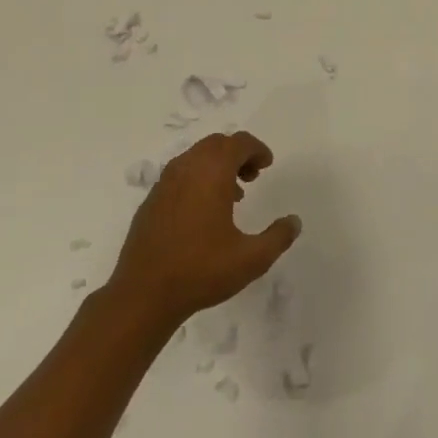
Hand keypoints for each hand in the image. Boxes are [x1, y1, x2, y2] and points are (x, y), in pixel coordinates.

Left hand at [107, 131, 301, 331]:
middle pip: (216, 144)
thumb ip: (278, 237)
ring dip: (217, 165)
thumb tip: (294, 221)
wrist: (142, 295)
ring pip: (196, 157)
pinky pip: (180, 175)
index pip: (238, 142)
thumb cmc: (201, 271)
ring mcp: (164, 184)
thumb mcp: (251, 259)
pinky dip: (197, 179)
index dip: (257, 149)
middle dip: (238, 153)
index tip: (267, 165)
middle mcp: (186, 169)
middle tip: (252, 176)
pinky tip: (203, 212)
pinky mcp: (151, 201)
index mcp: (212, 173)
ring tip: (232, 195)